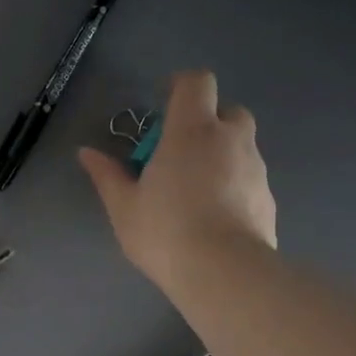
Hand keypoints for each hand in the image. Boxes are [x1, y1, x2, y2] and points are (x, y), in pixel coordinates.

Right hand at [78, 70, 275, 295]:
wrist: (224, 273)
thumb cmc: (165, 231)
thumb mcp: (124, 206)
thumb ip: (107, 175)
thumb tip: (86, 153)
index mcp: (192, 130)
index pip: (197, 82)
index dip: (181, 85)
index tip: (165, 102)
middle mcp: (230, 139)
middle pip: (228, 111)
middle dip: (208, 122)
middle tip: (182, 152)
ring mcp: (256, 169)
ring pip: (242, 147)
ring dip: (223, 155)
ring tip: (198, 191)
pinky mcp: (269, 199)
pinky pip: (251, 179)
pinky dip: (236, 186)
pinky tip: (217, 217)